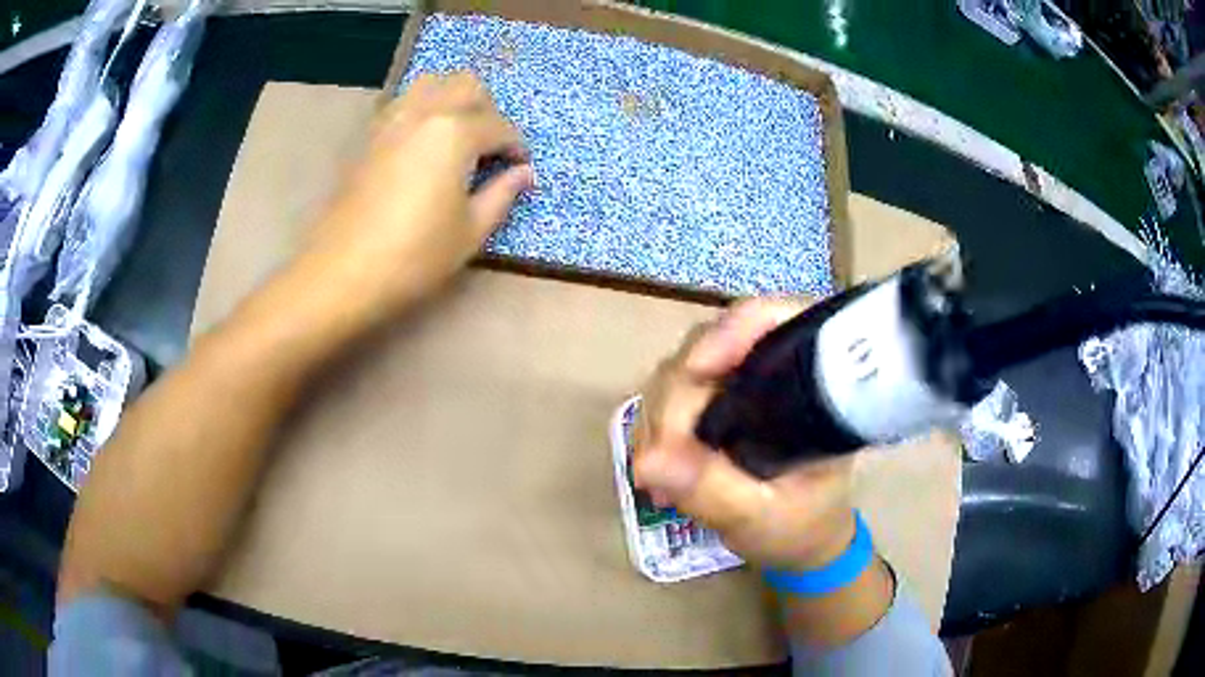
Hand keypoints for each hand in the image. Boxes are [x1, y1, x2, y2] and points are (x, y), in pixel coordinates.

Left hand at [297, 71, 533, 325]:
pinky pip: (404, 102)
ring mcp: (392, 120)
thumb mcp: (470, 231)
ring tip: (459, 136)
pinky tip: (425, 142)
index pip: (499, 126)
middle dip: (488, 109)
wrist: (343, 272)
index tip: (521, 169)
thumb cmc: (414, 255)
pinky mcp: (370, 135)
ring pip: (432, 83)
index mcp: (455, 132)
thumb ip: (502, 194)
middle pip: (466, 85)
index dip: (516, 147)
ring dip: (453, 99)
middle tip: (491, 146)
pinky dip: (423, 109)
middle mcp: (425, 112)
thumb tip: (524, 173)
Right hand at [635, 299, 857, 571]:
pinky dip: (658, 425)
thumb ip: (712, 490)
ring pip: (684, 365)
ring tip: (655, 474)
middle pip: (714, 341)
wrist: (804, 541)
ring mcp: (744, 381)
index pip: (777, 321)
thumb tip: (649, 462)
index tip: (697, 371)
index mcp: (812, 387)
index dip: (735, 329)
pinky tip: (657, 466)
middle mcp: (777, 370)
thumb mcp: (760, 518)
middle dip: (677, 397)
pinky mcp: (720, 397)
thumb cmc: (799, 527)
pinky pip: (674, 392)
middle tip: (658, 460)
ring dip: (660, 415)